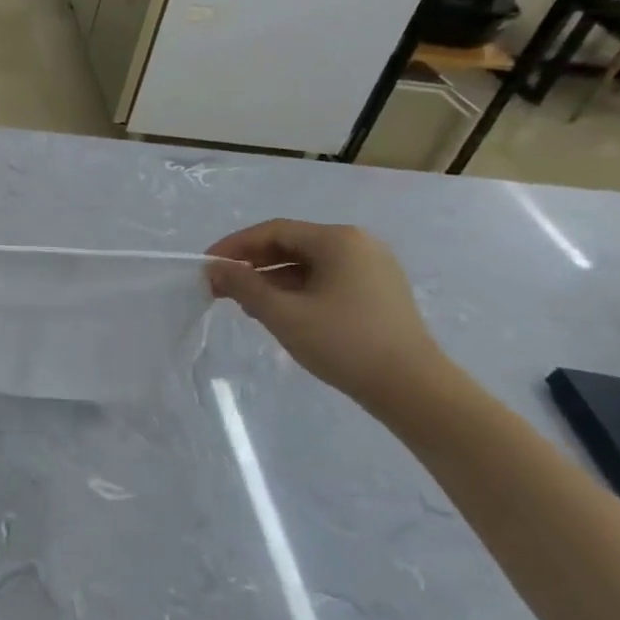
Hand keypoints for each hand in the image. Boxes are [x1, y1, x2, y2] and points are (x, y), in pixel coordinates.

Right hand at [205, 220, 447, 410]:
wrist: (412, 388)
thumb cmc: (343, 343)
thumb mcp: (283, 314)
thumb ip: (243, 286)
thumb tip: (214, 269)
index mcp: (338, 240)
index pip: (273, 231)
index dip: (234, 246)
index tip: (207, 267)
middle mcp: (358, 244)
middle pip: (291, 243)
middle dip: (252, 263)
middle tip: (221, 286)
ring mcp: (372, 267)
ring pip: (308, 263)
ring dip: (272, 278)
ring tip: (246, 303)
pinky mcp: (378, 291)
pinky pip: (326, 278)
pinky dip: (297, 289)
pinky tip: (279, 311)